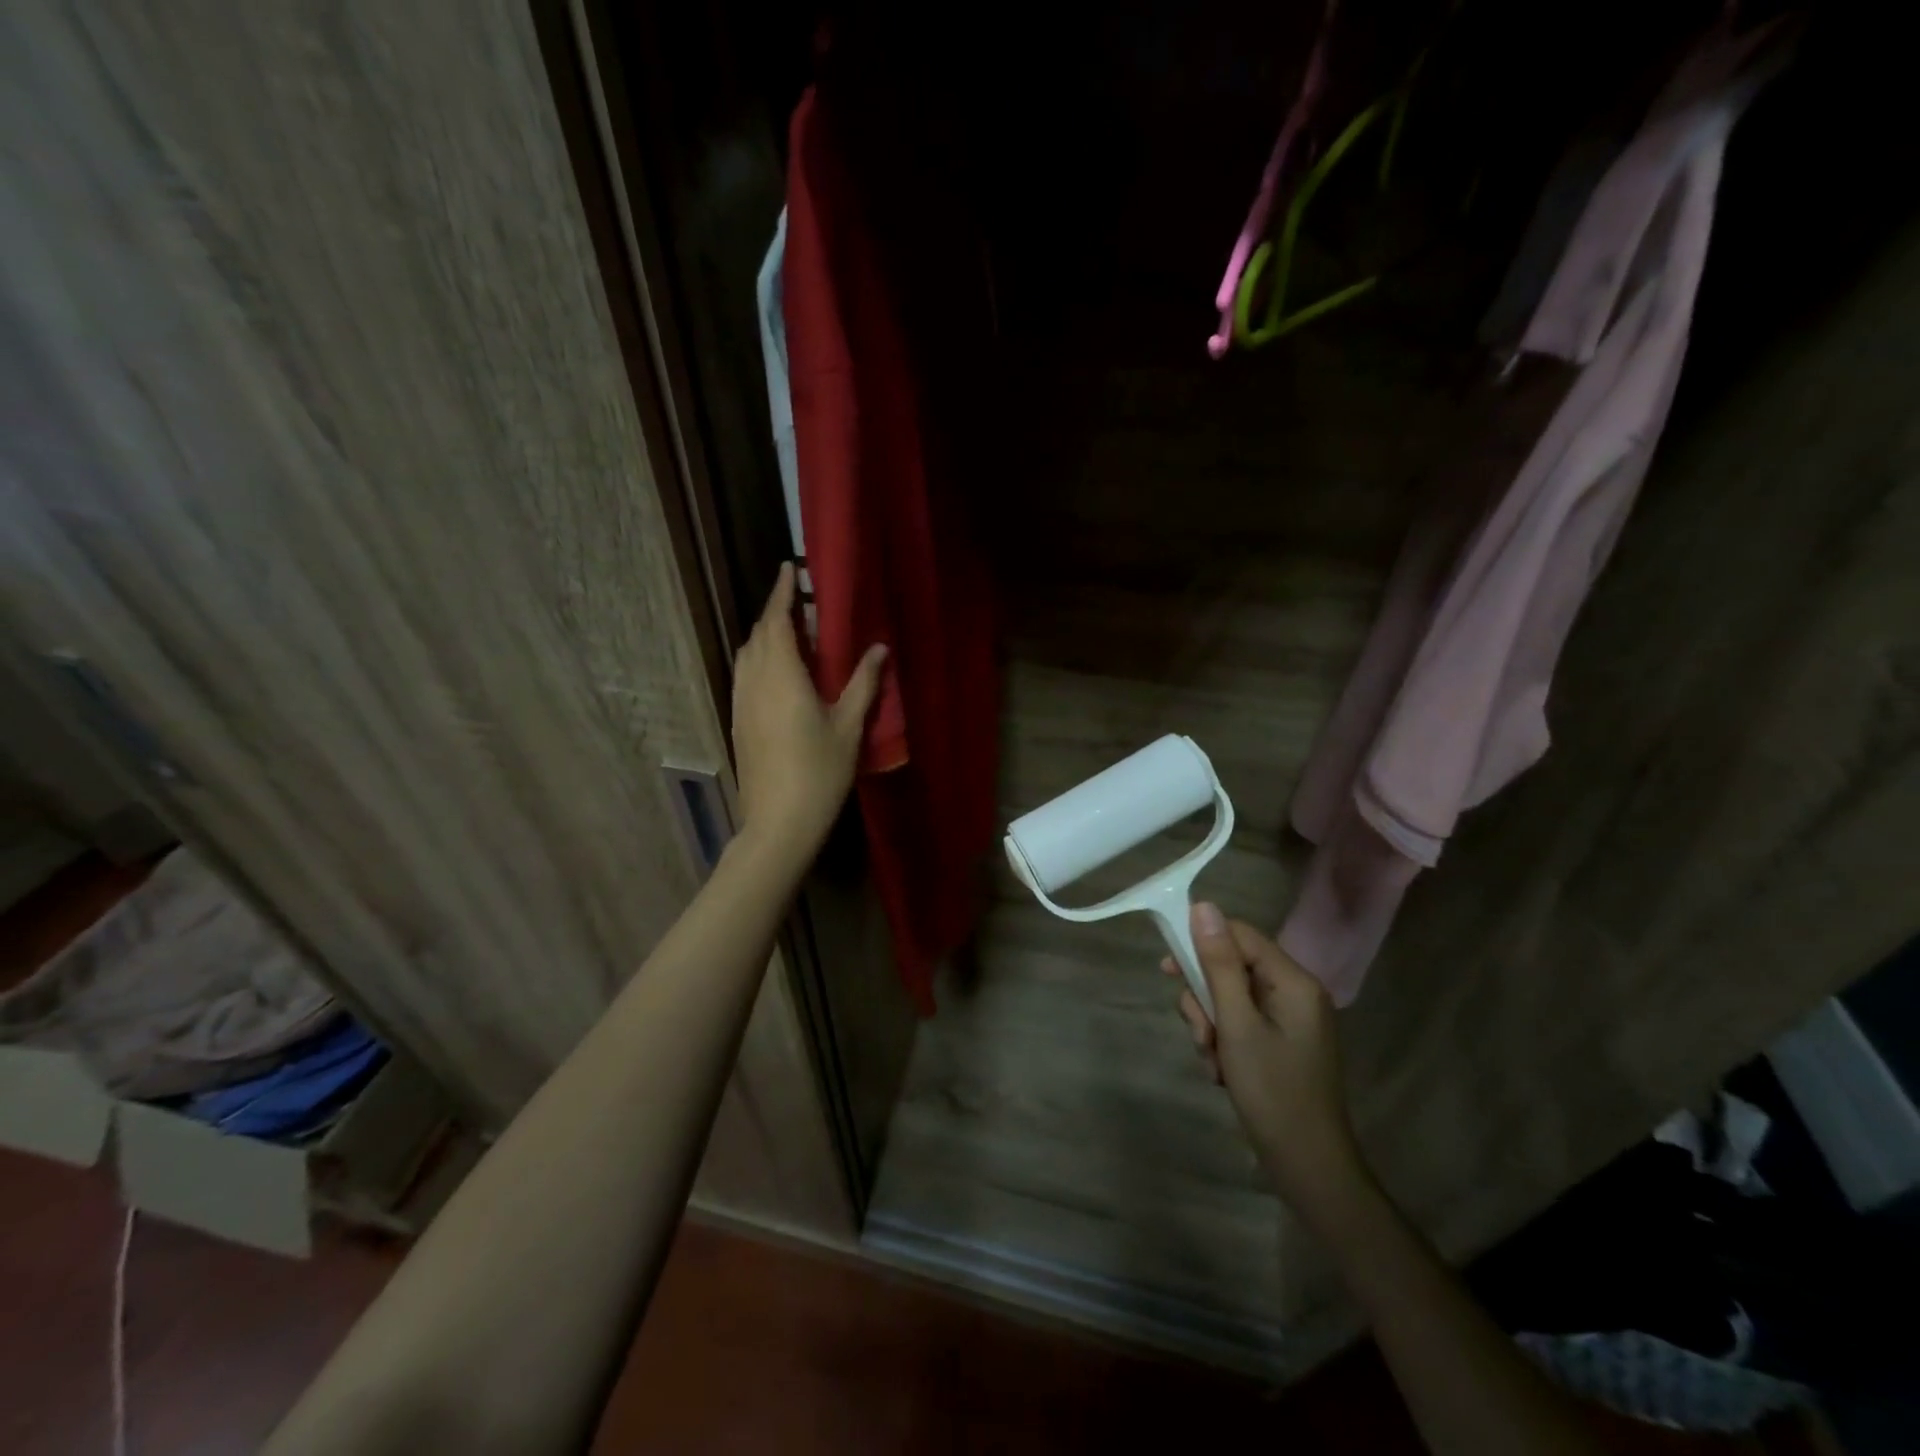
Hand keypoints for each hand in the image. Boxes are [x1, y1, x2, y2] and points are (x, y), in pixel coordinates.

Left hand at [730, 563, 886, 856]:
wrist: (778, 822)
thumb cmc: (819, 773)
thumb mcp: (848, 727)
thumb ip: (863, 684)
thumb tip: (879, 648)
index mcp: (782, 676)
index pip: (776, 621)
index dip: (782, 592)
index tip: (789, 568)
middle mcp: (754, 682)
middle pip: (758, 635)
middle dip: (775, 613)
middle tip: (801, 604)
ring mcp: (741, 702)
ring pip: (747, 655)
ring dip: (765, 636)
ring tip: (790, 634)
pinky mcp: (738, 721)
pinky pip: (744, 675)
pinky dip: (758, 659)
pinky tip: (777, 672)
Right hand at [1165, 905, 1373, 1230]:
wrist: (1308, 1167)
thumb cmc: (1272, 1092)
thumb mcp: (1236, 1024)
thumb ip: (1219, 964)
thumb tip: (1203, 907)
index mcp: (1294, 981)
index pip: (1240, 935)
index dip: (1202, 943)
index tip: (1167, 966)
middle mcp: (1295, 992)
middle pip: (1232, 967)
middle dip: (1205, 998)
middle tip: (1199, 1031)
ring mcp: (1289, 1019)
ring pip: (1230, 997)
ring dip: (1210, 1024)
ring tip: (1212, 1060)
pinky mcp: (1280, 1041)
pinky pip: (1240, 1021)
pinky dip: (1224, 1041)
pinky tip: (1221, 1072)